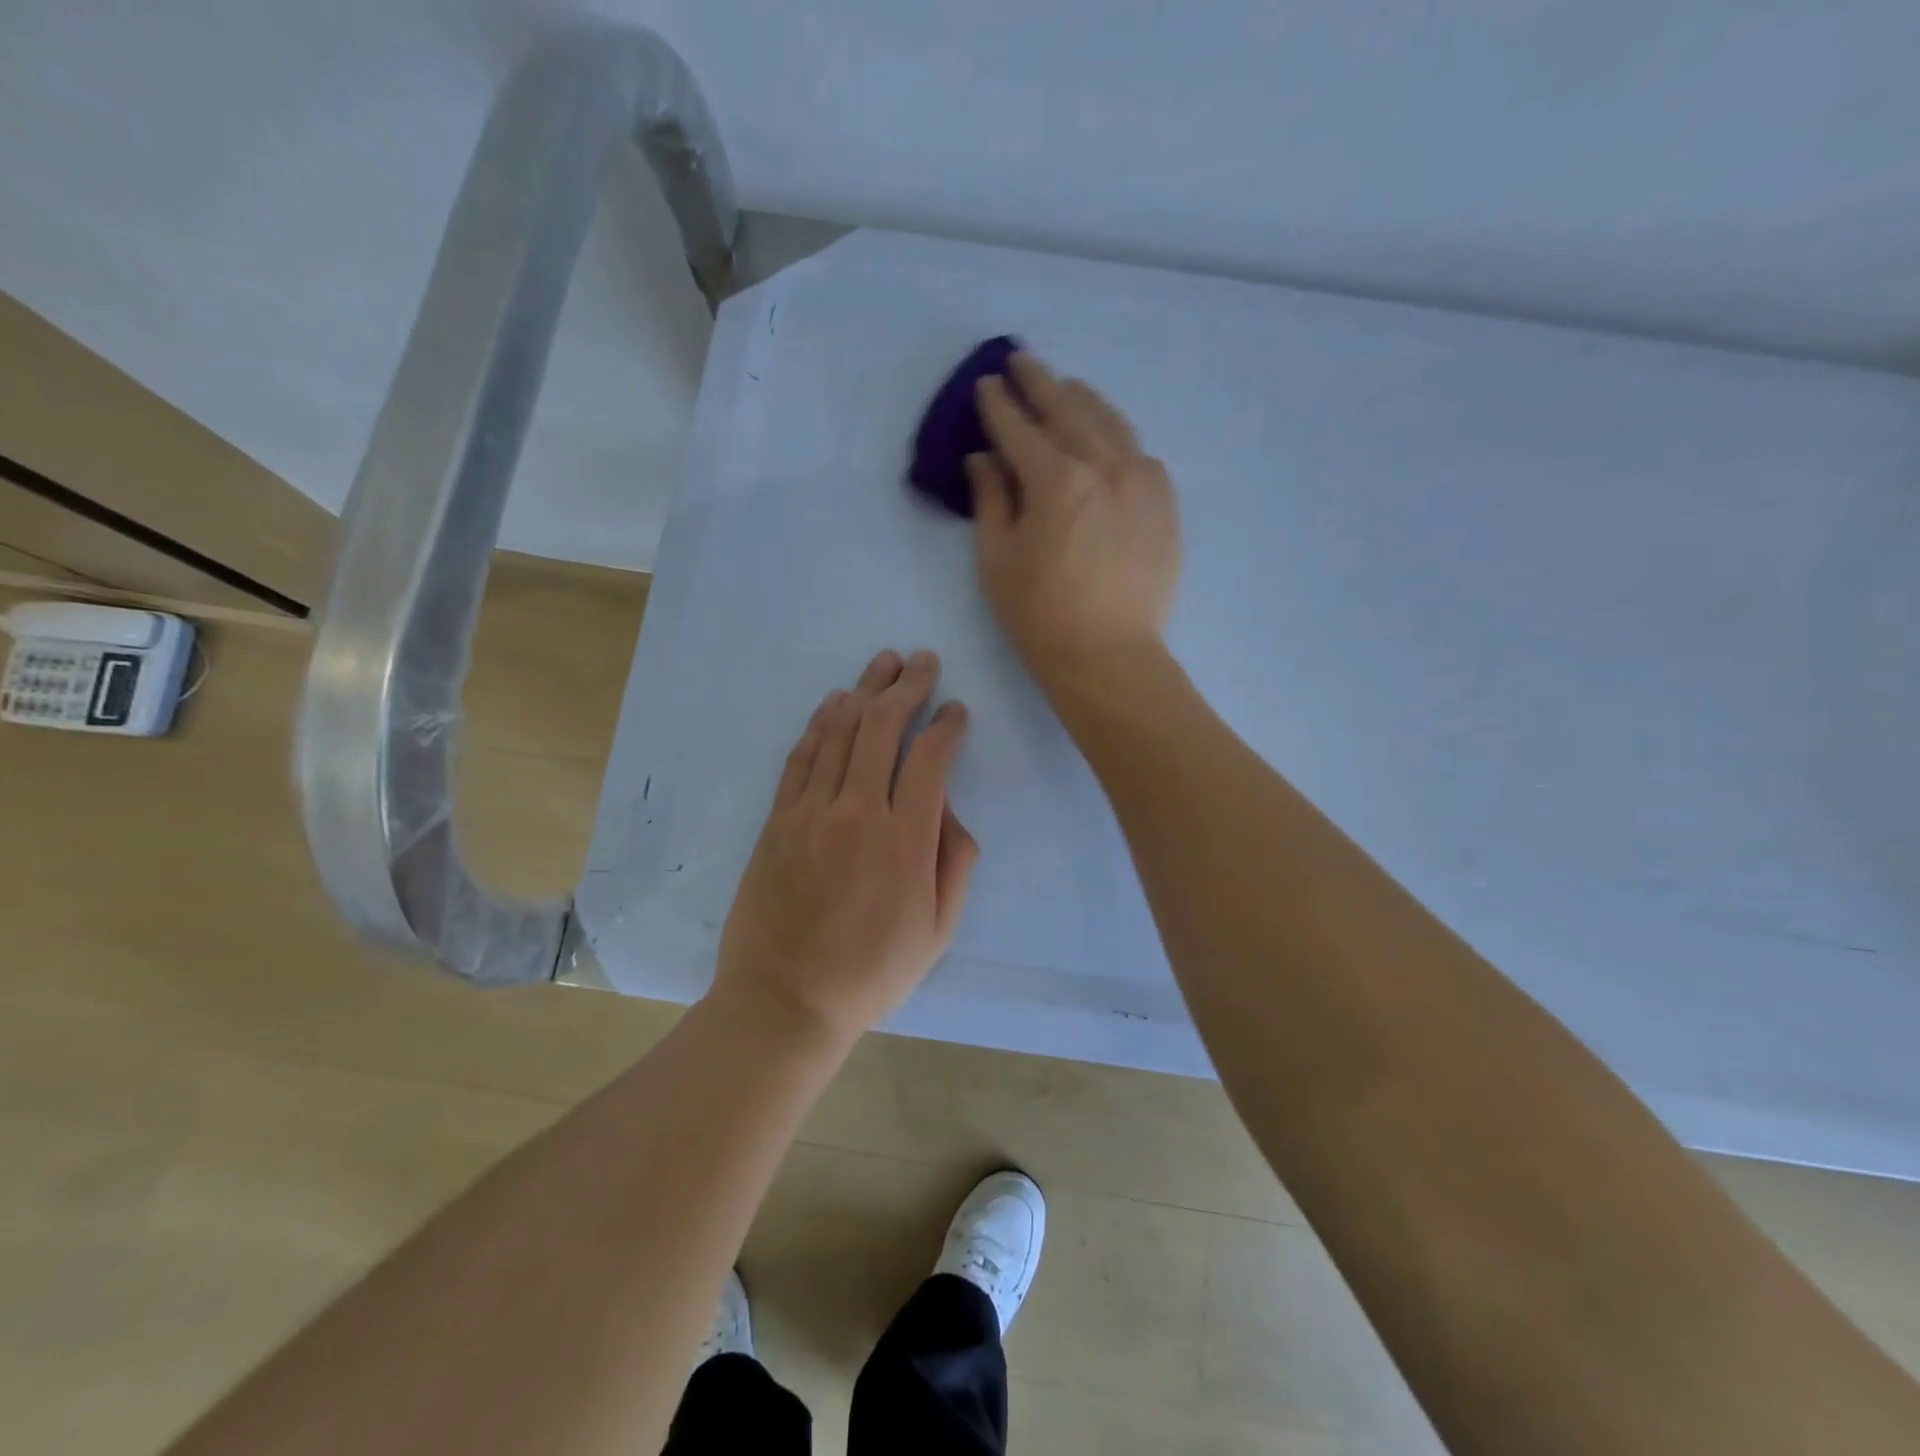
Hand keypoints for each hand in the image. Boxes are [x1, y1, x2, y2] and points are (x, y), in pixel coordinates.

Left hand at [711, 649, 978, 1045]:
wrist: (786, 1000)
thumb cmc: (872, 972)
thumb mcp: (938, 931)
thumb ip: (955, 863)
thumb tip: (949, 809)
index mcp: (905, 840)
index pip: (930, 759)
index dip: (946, 726)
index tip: (956, 711)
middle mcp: (858, 812)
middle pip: (883, 728)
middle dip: (907, 686)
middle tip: (922, 660)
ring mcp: (811, 812)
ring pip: (841, 732)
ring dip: (865, 691)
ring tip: (883, 662)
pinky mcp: (778, 820)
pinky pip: (801, 757)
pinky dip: (821, 723)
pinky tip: (835, 702)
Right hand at [968, 352, 1180, 686]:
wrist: (1108, 656)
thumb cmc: (1040, 616)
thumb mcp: (997, 561)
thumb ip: (991, 500)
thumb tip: (983, 459)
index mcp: (1057, 480)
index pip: (1020, 429)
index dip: (999, 405)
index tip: (986, 385)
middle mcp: (1105, 466)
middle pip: (1068, 410)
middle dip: (1040, 383)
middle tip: (1021, 362)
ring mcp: (1142, 481)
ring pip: (1111, 423)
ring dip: (1083, 400)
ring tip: (1066, 387)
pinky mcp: (1164, 503)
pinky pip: (1140, 453)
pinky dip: (1118, 437)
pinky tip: (1108, 437)